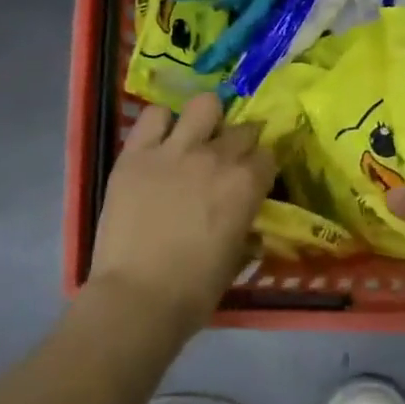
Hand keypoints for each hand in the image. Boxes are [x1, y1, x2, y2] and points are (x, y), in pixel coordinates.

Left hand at [88, 94, 275, 337]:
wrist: (137, 298)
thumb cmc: (194, 290)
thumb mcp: (236, 258)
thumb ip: (246, 226)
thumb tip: (249, 220)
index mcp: (246, 184)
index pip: (268, 155)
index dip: (262, 166)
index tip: (254, 177)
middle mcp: (216, 157)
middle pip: (241, 129)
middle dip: (241, 142)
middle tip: (227, 161)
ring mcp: (174, 150)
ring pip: (203, 105)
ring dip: (206, 119)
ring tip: (197, 137)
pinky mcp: (136, 152)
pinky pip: (153, 115)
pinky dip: (161, 124)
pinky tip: (160, 141)